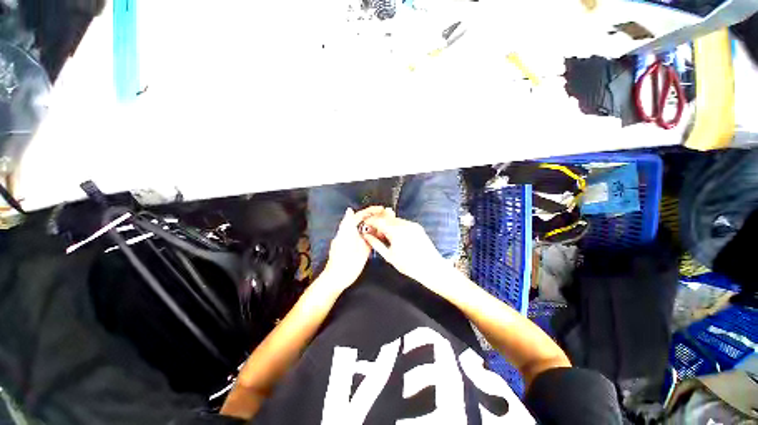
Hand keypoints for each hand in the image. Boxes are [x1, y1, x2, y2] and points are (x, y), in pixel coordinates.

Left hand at [319, 206, 386, 293]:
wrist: (340, 275)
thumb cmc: (340, 255)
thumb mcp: (343, 237)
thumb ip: (347, 223)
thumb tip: (349, 210)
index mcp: (348, 228)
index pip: (361, 215)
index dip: (370, 211)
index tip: (381, 208)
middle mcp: (355, 233)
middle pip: (367, 221)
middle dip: (377, 216)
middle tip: (389, 214)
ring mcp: (361, 241)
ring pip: (371, 230)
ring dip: (380, 225)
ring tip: (390, 221)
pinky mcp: (366, 249)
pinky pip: (374, 240)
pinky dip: (380, 235)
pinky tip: (386, 233)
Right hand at [362, 214, 450, 286]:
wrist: (431, 267)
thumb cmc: (409, 265)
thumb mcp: (389, 256)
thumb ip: (376, 244)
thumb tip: (366, 236)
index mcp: (396, 231)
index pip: (378, 220)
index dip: (370, 221)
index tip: (365, 224)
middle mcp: (404, 224)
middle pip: (386, 218)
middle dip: (378, 222)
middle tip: (373, 231)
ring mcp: (412, 224)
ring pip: (394, 219)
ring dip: (387, 224)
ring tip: (384, 235)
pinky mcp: (417, 227)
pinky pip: (403, 222)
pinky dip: (396, 226)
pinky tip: (395, 236)